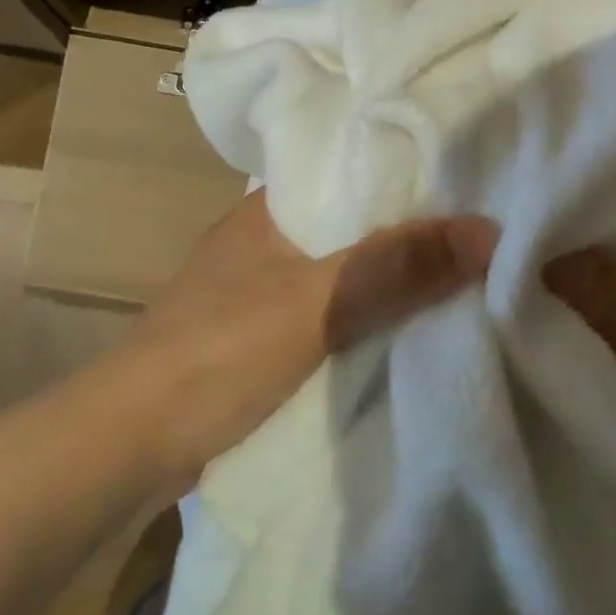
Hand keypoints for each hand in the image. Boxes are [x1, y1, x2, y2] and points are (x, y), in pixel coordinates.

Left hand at [103, 191, 496, 496]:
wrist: (125, 449)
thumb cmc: (217, 353)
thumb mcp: (316, 304)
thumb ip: (396, 267)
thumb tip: (490, 232)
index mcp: (274, 205)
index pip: (355, 166)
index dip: (413, 170)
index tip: (477, 173)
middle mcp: (271, 236)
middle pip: (359, 222)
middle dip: (415, 228)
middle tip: (490, 225)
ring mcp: (266, 288)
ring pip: (350, 269)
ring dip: (396, 275)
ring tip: (471, 268)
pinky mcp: (266, 336)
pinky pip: (337, 311)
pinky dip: (373, 314)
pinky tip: (418, 320)